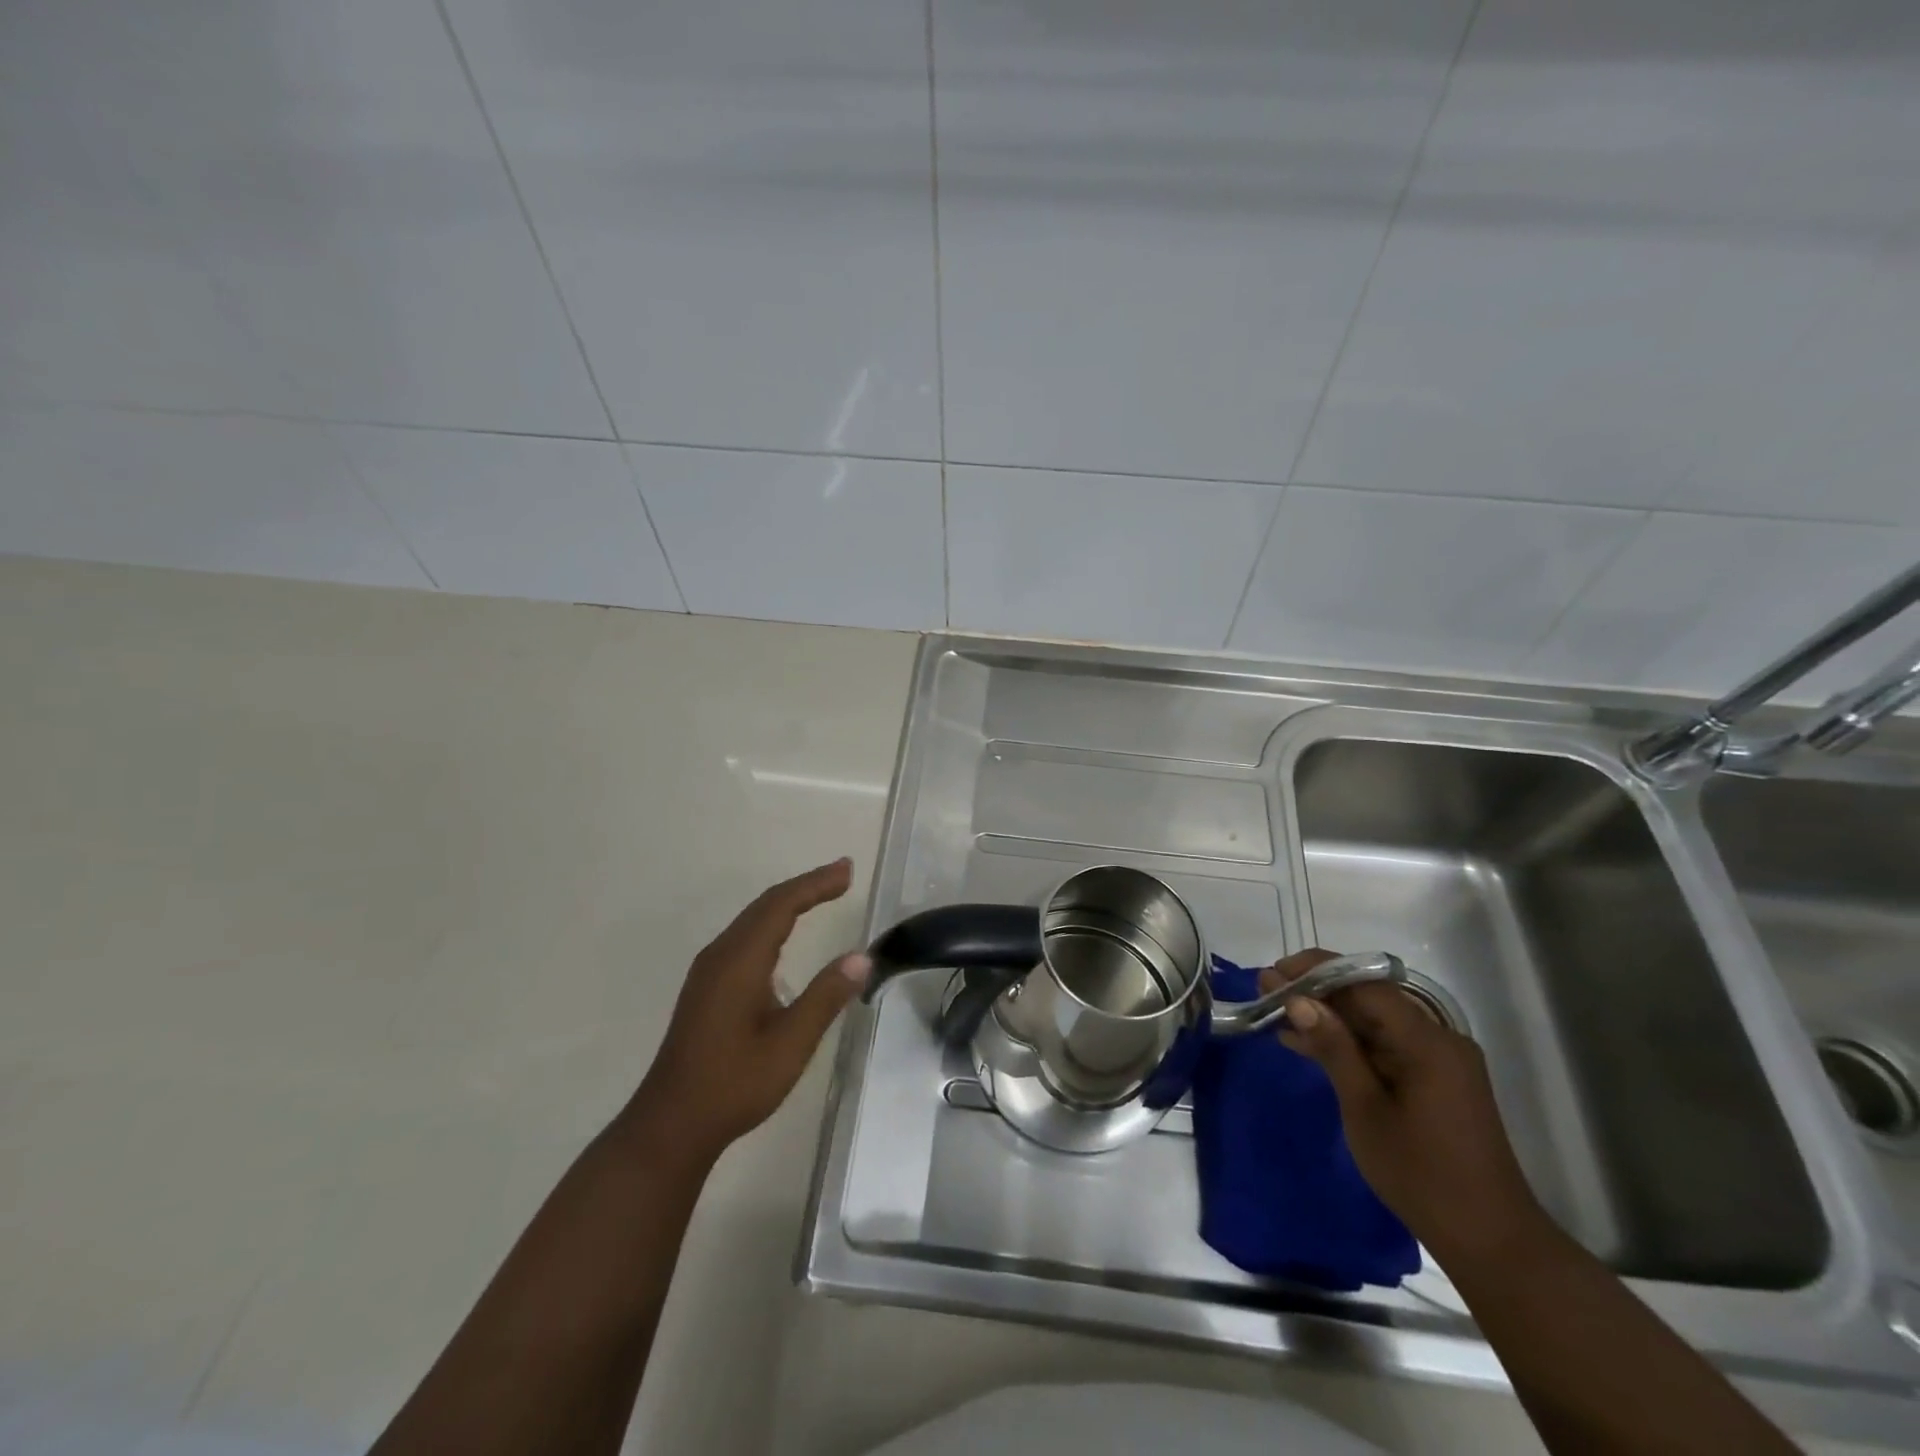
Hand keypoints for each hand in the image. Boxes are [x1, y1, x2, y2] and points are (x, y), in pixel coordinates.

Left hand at [626, 858, 870, 1164]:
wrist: (671, 1124)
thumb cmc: (733, 1084)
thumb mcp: (790, 1044)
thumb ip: (825, 997)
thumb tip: (861, 958)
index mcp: (739, 961)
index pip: (781, 905)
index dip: (816, 884)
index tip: (847, 871)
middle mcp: (720, 955)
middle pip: (766, 905)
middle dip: (806, 886)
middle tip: (843, 875)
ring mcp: (709, 971)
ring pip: (752, 920)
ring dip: (789, 902)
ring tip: (822, 894)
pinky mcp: (707, 986)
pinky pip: (744, 937)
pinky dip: (773, 922)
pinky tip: (784, 936)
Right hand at [1263, 950, 1553, 1267]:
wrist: (1490, 1240)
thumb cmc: (1421, 1174)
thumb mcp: (1365, 1108)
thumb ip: (1333, 1047)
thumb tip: (1298, 1000)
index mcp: (1427, 1040)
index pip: (1365, 984)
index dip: (1316, 971)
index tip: (1273, 973)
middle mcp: (1438, 1038)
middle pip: (1369, 998)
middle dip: (1317, 992)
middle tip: (1267, 992)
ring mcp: (1440, 1059)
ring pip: (1374, 1021)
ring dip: (1329, 1018)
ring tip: (1278, 1016)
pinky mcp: (1436, 1079)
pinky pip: (1385, 1044)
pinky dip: (1349, 1043)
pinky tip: (1309, 1045)